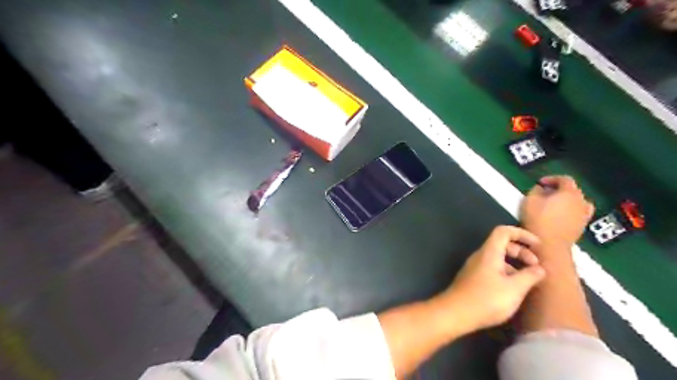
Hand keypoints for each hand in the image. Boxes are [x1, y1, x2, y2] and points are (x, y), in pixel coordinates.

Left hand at [433, 225, 543, 331]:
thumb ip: (529, 276)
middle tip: (536, 265)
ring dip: (514, 264)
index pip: (504, 231)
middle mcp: (480, 256)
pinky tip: (514, 288)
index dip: (521, 234)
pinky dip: (506, 272)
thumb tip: (540, 268)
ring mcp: (475, 267)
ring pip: (497, 258)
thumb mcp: (514, 289)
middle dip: (521, 251)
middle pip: (501, 244)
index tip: (538, 245)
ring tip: (528, 279)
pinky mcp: (473, 279)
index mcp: (489, 252)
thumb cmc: (487, 299)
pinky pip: (492, 268)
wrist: (456, 313)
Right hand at [519, 175, 593, 248]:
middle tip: (544, 193)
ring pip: (577, 202)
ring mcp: (584, 215)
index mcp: (570, 192)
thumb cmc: (538, 220)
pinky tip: (560, 216)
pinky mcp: (582, 226)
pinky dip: (570, 211)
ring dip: (566, 201)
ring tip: (553, 205)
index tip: (540, 183)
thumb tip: (541, 188)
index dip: (552, 179)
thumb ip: (535, 190)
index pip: (564, 179)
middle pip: (572, 190)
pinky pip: (578, 213)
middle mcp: (581, 201)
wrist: (549, 246)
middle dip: (559, 189)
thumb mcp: (529, 201)